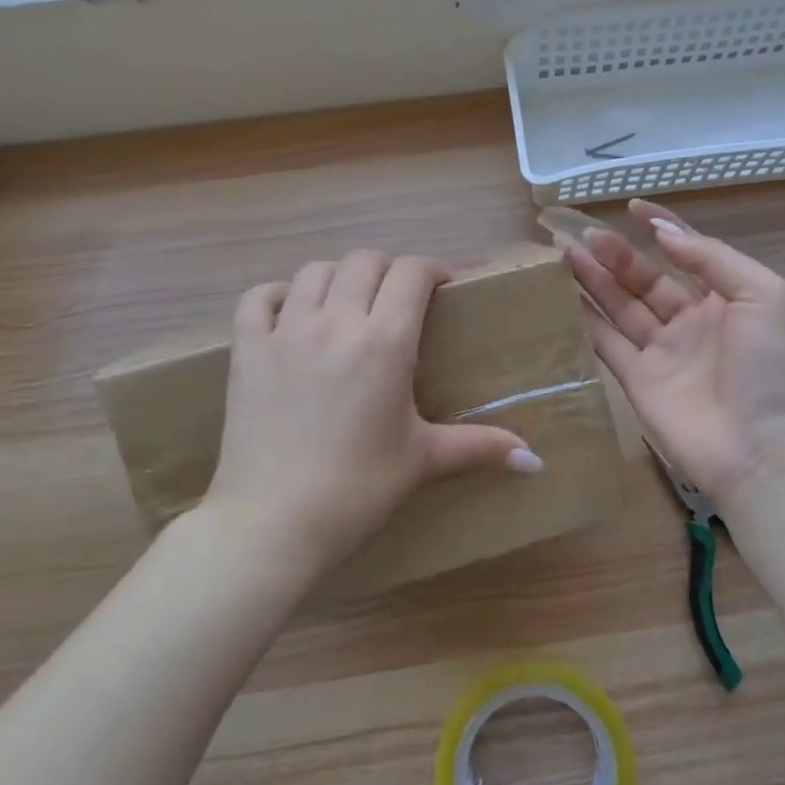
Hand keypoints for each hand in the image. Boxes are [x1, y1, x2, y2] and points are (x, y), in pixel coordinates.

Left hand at [203, 251, 542, 578]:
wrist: (273, 524)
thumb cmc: (358, 490)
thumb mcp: (423, 461)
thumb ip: (481, 448)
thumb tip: (537, 463)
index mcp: (385, 342)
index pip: (412, 272)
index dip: (432, 270)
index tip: (443, 288)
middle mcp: (335, 322)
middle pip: (364, 261)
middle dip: (389, 270)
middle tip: (398, 300)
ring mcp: (285, 332)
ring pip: (314, 271)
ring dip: (338, 278)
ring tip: (349, 304)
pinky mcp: (247, 351)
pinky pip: (258, 298)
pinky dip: (277, 295)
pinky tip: (291, 313)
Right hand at [565, 199, 784, 505]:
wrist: (762, 450)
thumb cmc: (770, 366)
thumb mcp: (762, 294)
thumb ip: (712, 258)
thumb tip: (662, 232)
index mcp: (725, 298)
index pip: (687, 253)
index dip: (660, 229)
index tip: (631, 208)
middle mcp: (691, 321)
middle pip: (645, 279)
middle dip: (616, 255)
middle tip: (582, 234)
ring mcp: (663, 353)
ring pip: (621, 308)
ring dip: (595, 281)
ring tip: (564, 254)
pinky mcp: (638, 382)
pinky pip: (607, 344)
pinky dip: (586, 321)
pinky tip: (564, 297)